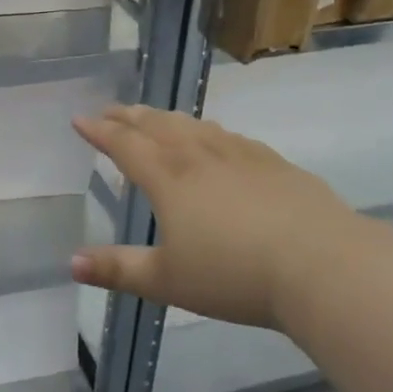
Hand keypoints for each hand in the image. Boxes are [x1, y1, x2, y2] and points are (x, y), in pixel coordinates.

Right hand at [70, 105, 358, 330]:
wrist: (321, 265)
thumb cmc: (235, 275)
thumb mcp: (168, 281)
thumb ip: (119, 270)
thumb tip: (71, 263)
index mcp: (167, 177)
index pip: (124, 144)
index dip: (99, 130)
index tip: (80, 119)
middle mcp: (197, 154)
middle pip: (155, 125)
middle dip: (128, 116)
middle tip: (111, 110)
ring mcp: (238, 153)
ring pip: (191, 125)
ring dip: (165, 118)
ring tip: (152, 117)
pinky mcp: (271, 161)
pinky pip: (227, 135)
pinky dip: (206, 130)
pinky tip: (214, 137)